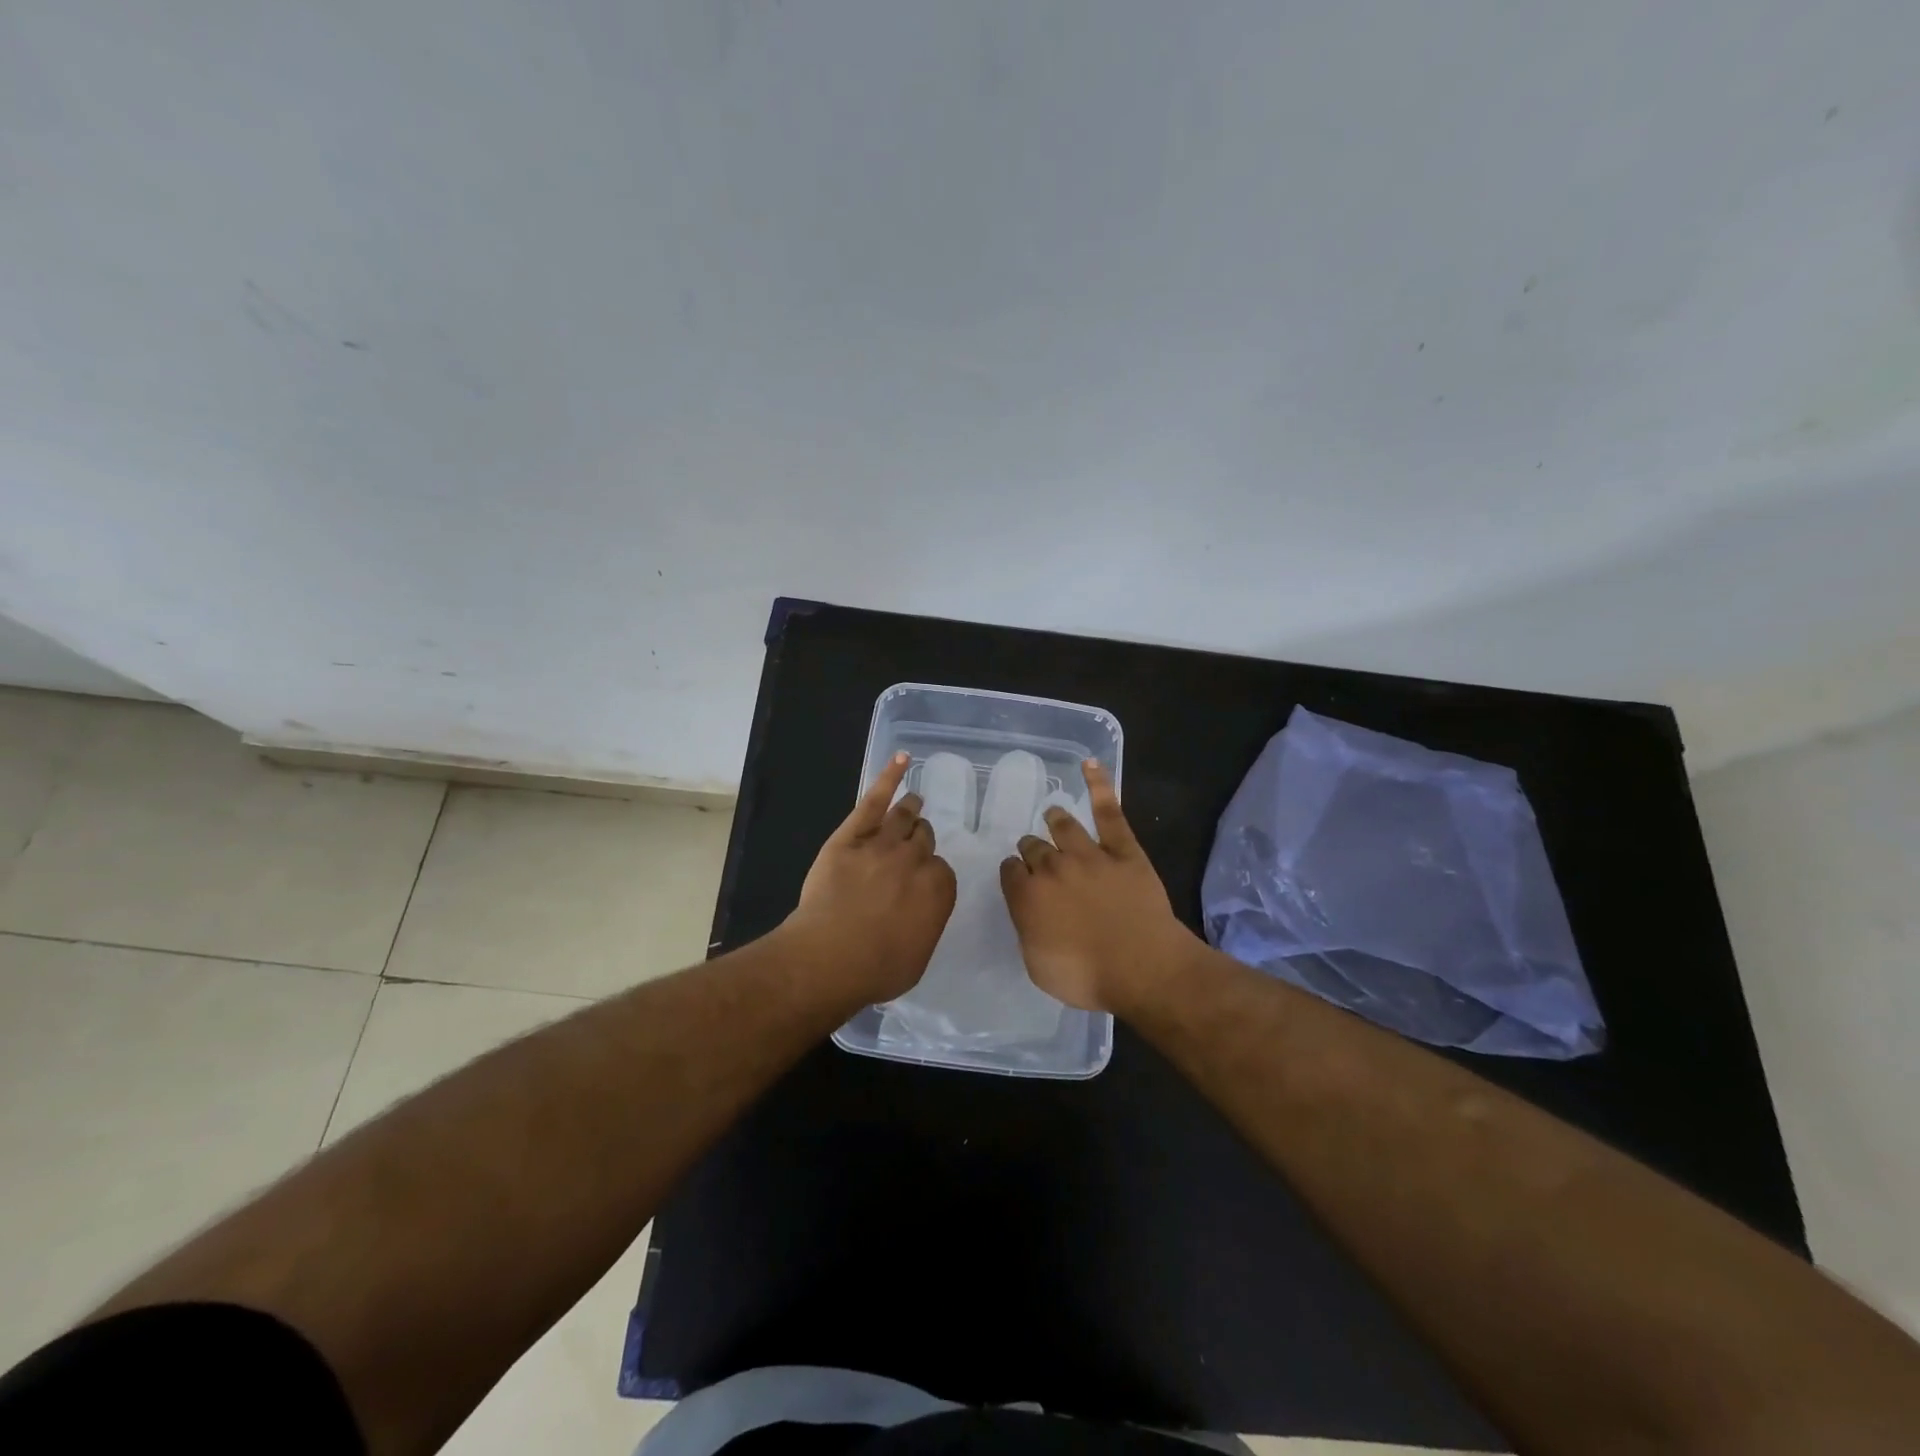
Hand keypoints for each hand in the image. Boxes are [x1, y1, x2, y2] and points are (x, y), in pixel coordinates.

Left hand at [784, 752, 956, 1005]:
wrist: (828, 958)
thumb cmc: (876, 969)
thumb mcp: (917, 956)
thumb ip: (926, 924)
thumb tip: (922, 911)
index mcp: (938, 889)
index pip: (941, 870)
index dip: (929, 874)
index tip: (920, 882)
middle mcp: (915, 860)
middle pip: (923, 839)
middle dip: (920, 841)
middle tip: (913, 845)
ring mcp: (883, 844)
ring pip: (904, 818)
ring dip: (911, 810)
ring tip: (913, 803)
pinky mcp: (851, 836)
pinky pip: (874, 799)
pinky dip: (890, 777)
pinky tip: (901, 760)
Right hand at [998, 761, 1199, 1013]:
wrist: (1144, 968)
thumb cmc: (1088, 977)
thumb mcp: (1039, 966)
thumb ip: (1029, 932)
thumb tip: (1029, 913)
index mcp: (1028, 897)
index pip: (1010, 872)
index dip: (1013, 873)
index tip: (1018, 877)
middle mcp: (1052, 868)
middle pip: (1033, 847)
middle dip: (1031, 848)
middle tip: (1035, 852)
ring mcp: (1089, 855)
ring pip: (1063, 826)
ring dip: (1054, 819)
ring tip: (1052, 814)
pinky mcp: (1123, 850)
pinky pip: (1109, 811)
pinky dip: (1099, 785)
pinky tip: (1091, 764)